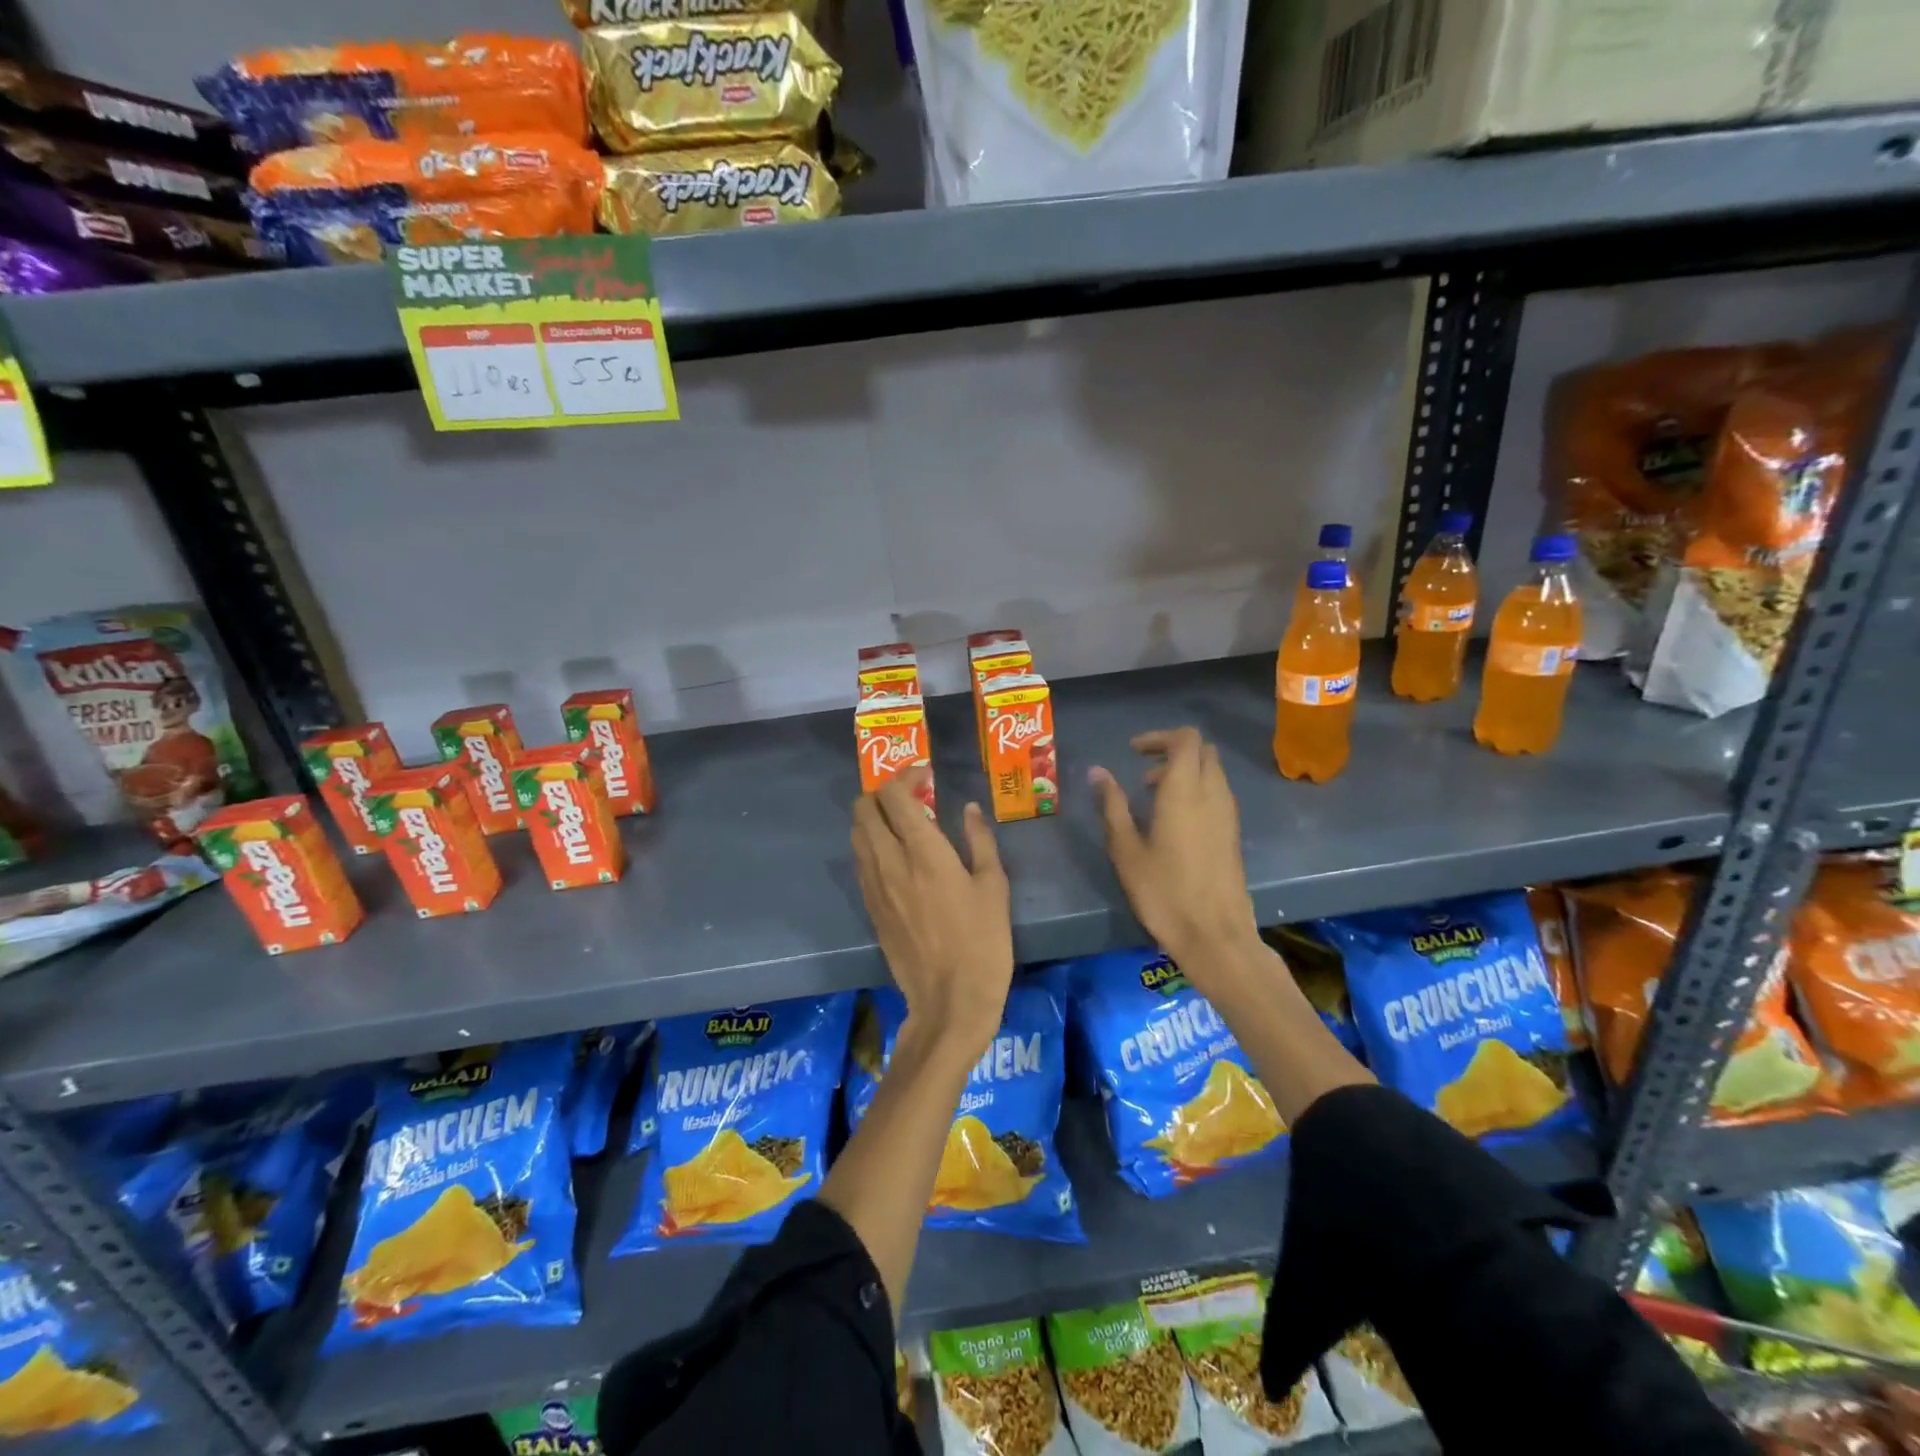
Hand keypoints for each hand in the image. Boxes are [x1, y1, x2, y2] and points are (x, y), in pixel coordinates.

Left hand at [851, 769, 1011, 1061]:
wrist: (949, 1001)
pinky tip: (894, 856)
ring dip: (872, 818)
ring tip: (900, 822)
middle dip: (881, 792)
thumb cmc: (982, 942)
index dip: (905, 776)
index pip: (894, 796)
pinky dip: (871, 845)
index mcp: (923, 851)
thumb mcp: (993, 887)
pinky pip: (861, 863)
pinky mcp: (870, 909)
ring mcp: (874, 887)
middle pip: (863, 809)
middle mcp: (890, 862)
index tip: (925, 775)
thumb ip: (979, 841)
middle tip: (908, 796)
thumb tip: (968, 809)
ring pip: (856, 835)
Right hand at [1089, 728, 1259, 970]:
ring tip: (1154, 797)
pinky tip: (1174, 821)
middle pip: (1203, 750)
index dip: (1159, 737)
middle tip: (1144, 772)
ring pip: (1213, 771)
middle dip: (1173, 750)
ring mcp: (1228, 814)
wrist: (1215, 935)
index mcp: (1185, 791)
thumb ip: (1112, 805)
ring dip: (1186, 771)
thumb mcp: (1126, 850)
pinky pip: (1218, 793)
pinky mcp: (1233, 833)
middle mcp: (1213, 794)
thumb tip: (1097, 771)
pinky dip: (1197, 790)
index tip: (1134, 753)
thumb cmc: (1164, 892)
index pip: (1186, 739)